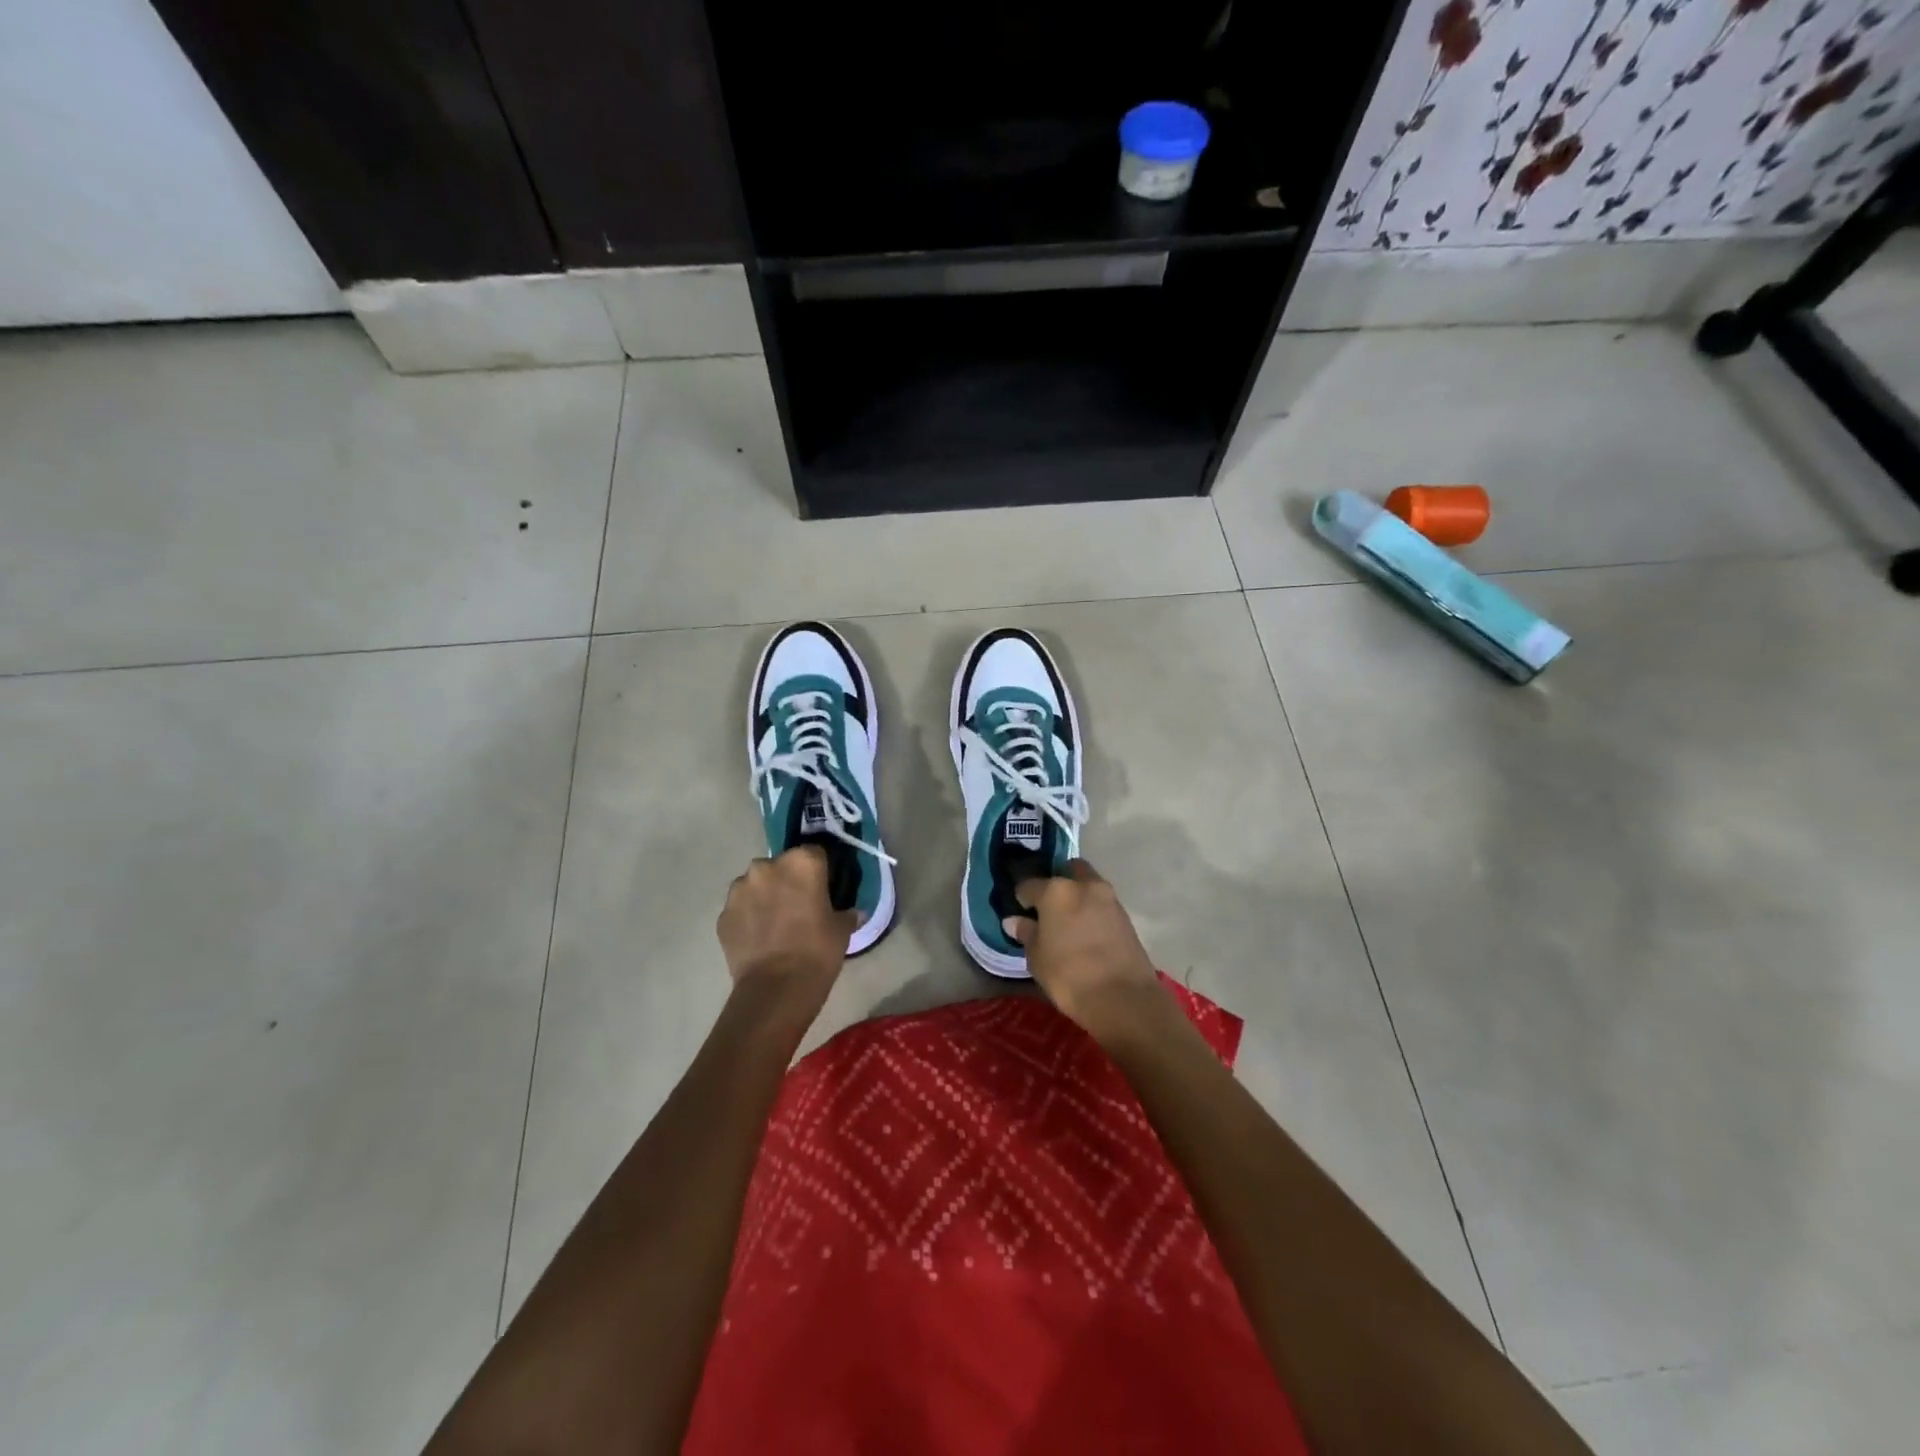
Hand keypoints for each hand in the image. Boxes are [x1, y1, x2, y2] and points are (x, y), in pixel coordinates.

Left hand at [717, 847, 855, 1015]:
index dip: (820, 871)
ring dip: (765, 896)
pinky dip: (748, 917)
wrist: (776, 988)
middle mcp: (766, 867)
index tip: (824, 889)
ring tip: (775, 924)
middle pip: (781, 866)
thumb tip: (853, 912)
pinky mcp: (723, 914)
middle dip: (788, 881)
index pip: (814, 854)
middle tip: (799, 907)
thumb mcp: (842, 930)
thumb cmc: (817, 951)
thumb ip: (847, 914)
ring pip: (756, 885)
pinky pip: (740, 908)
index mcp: (801, 862)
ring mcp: (740, 889)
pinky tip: (759, 938)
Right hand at [1006, 860, 1164, 1045]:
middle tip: (1047, 908)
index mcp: (1056, 891)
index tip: (1020, 911)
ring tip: (1067, 922)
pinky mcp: (1126, 915)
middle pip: (1067, 871)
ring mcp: (1109, 898)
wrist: (1123, 998)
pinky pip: (1102, 903)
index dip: (1021, 898)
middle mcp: (1084, 885)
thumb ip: (1026, 933)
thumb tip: (1015, 920)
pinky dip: (1092, 910)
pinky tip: (1085, 932)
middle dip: (1057, 882)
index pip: (1029, 885)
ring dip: (1077, 896)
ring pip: (1088, 885)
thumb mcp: (1037, 958)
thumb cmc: (1069, 976)